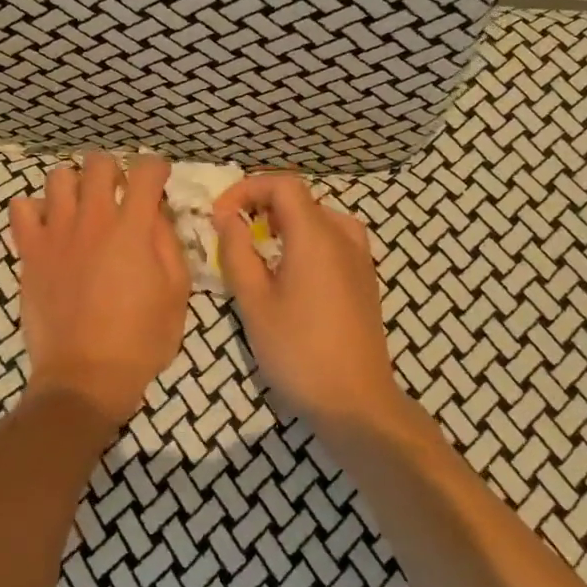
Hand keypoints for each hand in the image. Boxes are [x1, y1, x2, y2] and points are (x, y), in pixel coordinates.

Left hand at [9, 154, 190, 425]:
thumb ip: (168, 243)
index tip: (158, 181)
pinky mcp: (29, 252)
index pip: (145, 171)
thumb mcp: (176, 294)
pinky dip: (36, 209)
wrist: (85, 377)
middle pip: (98, 163)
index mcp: (132, 229)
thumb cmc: (140, 341)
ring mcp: (55, 233)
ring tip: (83, 207)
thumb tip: (156, 212)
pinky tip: (50, 227)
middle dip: (114, 170)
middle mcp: (92, 220)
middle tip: (120, 194)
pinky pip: (21, 208)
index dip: (156, 168)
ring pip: (58, 177)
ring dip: (76, 185)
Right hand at [214, 174, 403, 424]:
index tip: (220, 216)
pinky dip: (306, 240)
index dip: (247, 189)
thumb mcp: (255, 302)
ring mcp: (360, 258)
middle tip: (234, 233)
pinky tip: (291, 272)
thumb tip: (228, 219)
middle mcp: (344, 237)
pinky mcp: (365, 280)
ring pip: (319, 218)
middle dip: (262, 205)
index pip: (283, 184)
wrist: (356, 402)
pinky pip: (334, 240)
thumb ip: (237, 253)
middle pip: (301, 199)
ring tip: (260, 249)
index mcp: (316, 235)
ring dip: (285, 223)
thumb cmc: (298, 351)